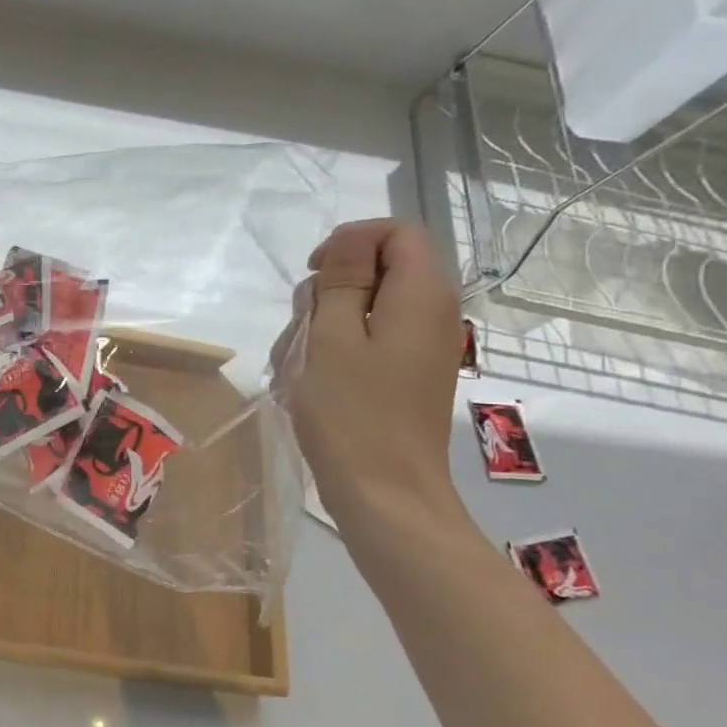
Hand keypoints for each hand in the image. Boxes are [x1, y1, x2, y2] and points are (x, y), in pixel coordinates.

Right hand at [276, 218, 463, 526]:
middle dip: (330, 289)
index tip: (313, 274)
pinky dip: (335, 351)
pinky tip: (307, 381)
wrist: (384, 493)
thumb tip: (349, 241)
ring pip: (367, 308)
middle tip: (300, 328)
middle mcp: (432, 315)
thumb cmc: (353, 413)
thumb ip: (342, 281)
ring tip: (295, 364)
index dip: (351, 241)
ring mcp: (421, 348)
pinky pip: (369, 342)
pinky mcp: (407, 375)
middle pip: (380, 270)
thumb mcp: (333, 338)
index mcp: (422, 296)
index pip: (398, 233)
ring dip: (324, 325)